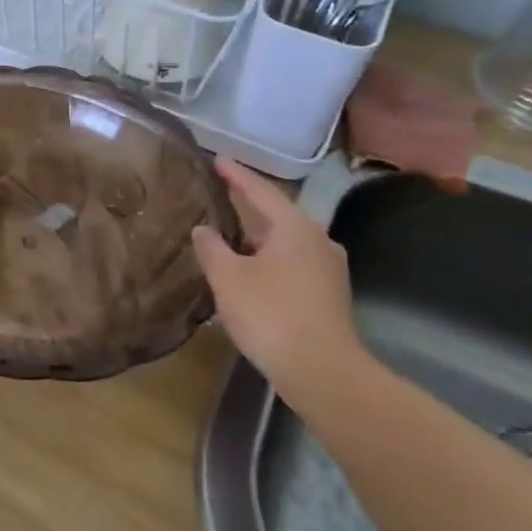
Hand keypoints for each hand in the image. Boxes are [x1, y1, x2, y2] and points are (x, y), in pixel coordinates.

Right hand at [192, 157, 362, 391]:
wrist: (322, 372)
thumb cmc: (271, 314)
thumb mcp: (228, 277)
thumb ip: (211, 247)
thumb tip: (203, 229)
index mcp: (295, 227)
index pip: (260, 191)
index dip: (236, 174)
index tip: (217, 158)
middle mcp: (317, 240)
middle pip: (276, 215)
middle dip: (247, 206)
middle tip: (219, 194)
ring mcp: (328, 269)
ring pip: (284, 241)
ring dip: (257, 236)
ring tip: (228, 232)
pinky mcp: (328, 294)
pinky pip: (291, 262)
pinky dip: (267, 257)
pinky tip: (248, 269)